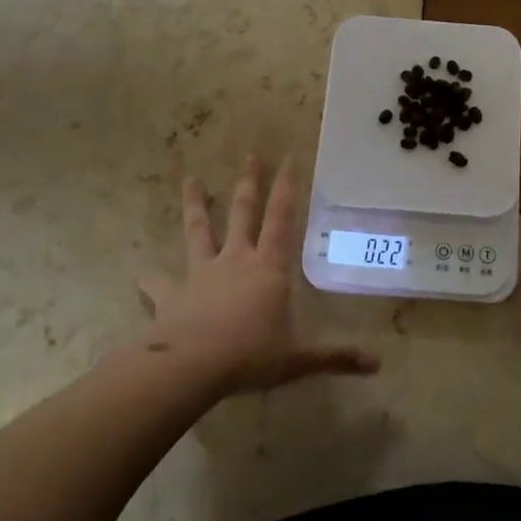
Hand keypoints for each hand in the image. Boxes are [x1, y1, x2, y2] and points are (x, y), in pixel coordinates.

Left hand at [139, 157, 378, 396]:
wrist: (191, 365)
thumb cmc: (250, 355)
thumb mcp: (298, 359)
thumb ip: (335, 357)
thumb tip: (378, 364)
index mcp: (269, 267)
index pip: (282, 218)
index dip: (286, 188)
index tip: (288, 158)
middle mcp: (236, 260)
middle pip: (244, 213)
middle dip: (250, 182)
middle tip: (251, 155)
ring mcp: (202, 273)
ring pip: (199, 231)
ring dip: (196, 205)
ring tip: (190, 180)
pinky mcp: (172, 294)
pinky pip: (159, 283)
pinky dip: (151, 279)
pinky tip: (142, 275)